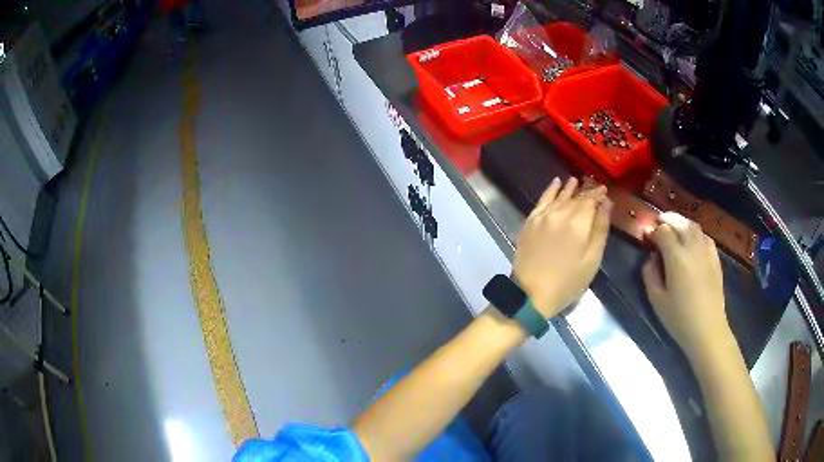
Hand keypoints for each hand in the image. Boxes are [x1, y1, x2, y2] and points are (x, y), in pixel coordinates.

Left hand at [513, 177, 611, 318]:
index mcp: (577, 223)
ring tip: (577, 180)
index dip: (599, 195)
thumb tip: (607, 204)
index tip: (606, 192)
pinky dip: (550, 190)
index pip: (590, 200)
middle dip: (587, 192)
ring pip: (559, 196)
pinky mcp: (530, 221)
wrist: (530, 295)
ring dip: (569, 188)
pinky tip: (556, 182)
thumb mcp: (591, 261)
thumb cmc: (567, 283)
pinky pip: (542, 200)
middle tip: (596, 188)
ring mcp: (542, 216)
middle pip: (576, 197)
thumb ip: (600, 229)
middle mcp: (559, 214)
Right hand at [642, 212, 730, 359]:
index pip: (663, 232)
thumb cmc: (679, 318)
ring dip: (682, 223)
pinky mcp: (715, 258)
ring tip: (674, 228)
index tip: (646, 237)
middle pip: (680, 222)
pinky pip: (704, 237)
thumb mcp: (657, 300)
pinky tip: (692, 241)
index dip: (653, 231)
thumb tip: (651, 258)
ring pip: (693, 226)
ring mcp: (707, 251)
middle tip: (658, 223)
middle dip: (667, 219)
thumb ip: (650, 275)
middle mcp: (693, 248)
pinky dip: (695, 233)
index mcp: (677, 257)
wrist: (707, 329)